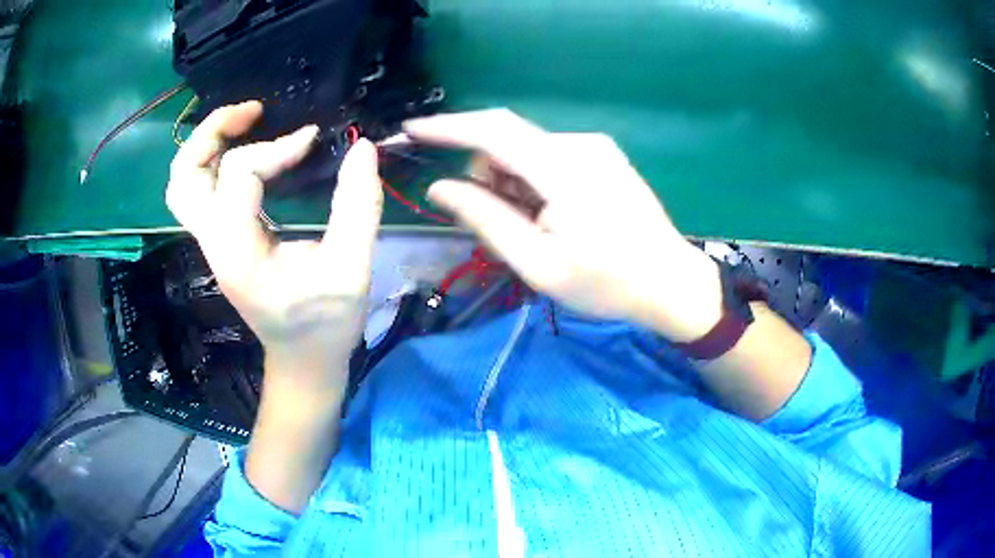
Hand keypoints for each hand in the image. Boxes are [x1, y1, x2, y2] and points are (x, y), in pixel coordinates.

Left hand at [166, 101, 382, 396]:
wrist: (302, 361)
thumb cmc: (326, 325)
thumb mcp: (351, 269)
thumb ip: (358, 206)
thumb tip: (364, 148)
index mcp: (239, 252)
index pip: (239, 175)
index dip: (276, 148)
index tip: (313, 140)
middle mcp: (214, 244)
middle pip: (184, 176)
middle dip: (212, 131)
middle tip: (254, 110)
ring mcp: (211, 243)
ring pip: (182, 183)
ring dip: (205, 145)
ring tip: (244, 122)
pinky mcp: (219, 241)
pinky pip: (198, 193)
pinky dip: (211, 163)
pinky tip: (244, 151)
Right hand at [406, 109, 721, 341]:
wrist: (671, 283)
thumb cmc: (606, 283)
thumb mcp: (537, 263)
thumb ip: (485, 219)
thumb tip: (440, 188)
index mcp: (564, 169)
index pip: (492, 131)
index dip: (447, 127)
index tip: (411, 131)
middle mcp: (580, 144)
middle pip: (507, 140)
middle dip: (486, 173)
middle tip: (498, 222)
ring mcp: (596, 147)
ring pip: (527, 150)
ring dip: (512, 181)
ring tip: (534, 227)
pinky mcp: (604, 155)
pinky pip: (549, 156)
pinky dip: (534, 180)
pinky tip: (552, 214)